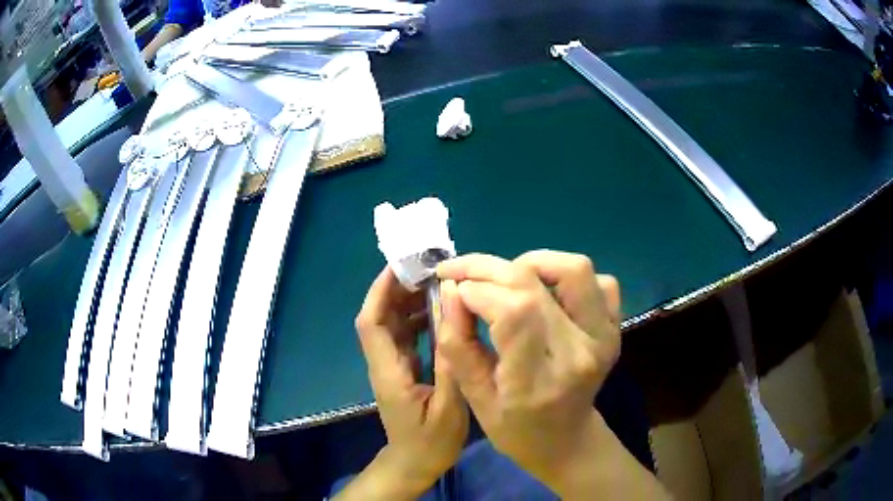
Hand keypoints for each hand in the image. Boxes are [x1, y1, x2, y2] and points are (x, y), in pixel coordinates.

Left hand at [352, 268, 468, 495]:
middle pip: (379, 317)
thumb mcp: (449, 407)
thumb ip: (449, 364)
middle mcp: (384, 363)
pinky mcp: (401, 370)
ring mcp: (391, 366)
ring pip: (392, 324)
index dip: (381, 290)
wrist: (414, 464)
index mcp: (389, 371)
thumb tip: (453, 316)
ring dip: (408, 301)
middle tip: (428, 269)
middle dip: (397, 288)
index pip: (372, 322)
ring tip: (438, 284)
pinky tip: (441, 313)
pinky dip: (418, 319)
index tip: (402, 266)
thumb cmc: (430, 442)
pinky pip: (405, 336)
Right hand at [437, 250, 642, 496]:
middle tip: (462, 273)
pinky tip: (545, 292)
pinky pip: (600, 281)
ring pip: (574, 269)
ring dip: (532, 263)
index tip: (452, 288)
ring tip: (506, 280)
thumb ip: (457, 343)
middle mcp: (579, 352)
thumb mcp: (474, 397)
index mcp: (539, 381)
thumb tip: (451, 289)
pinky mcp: (615, 327)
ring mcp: (604, 336)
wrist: (566, 440)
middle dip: (488, 268)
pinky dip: (568, 276)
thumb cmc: (514, 427)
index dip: (477, 289)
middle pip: (534, 284)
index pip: (514, 312)